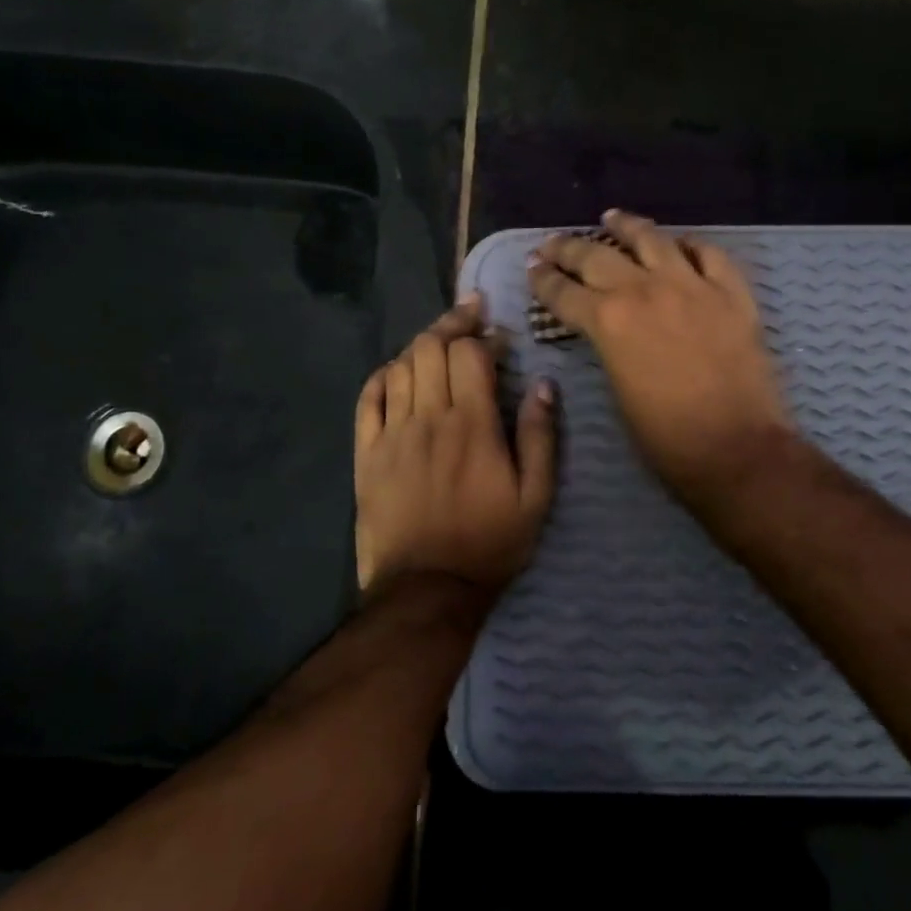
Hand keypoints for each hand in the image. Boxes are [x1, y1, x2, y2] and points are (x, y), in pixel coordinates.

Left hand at [354, 294, 556, 594]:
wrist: (427, 589)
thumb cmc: (490, 543)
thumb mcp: (535, 497)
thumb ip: (540, 437)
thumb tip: (543, 385)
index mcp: (472, 425)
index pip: (469, 355)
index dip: (483, 335)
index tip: (497, 335)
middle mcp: (428, 418)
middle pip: (429, 349)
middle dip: (450, 325)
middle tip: (469, 321)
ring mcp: (392, 435)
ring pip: (399, 367)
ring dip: (420, 347)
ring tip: (439, 344)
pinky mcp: (367, 454)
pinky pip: (368, 400)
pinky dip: (383, 377)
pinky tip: (397, 373)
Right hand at [528, 210, 792, 510]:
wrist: (737, 449)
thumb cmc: (667, 439)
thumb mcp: (618, 391)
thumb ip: (609, 349)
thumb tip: (607, 330)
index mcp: (609, 322)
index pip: (564, 292)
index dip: (543, 279)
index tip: (532, 267)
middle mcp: (646, 291)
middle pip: (598, 257)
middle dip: (569, 248)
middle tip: (553, 243)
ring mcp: (693, 286)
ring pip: (653, 240)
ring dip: (627, 227)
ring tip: (611, 218)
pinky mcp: (732, 293)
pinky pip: (709, 254)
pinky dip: (690, 245)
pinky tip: (679, 243)